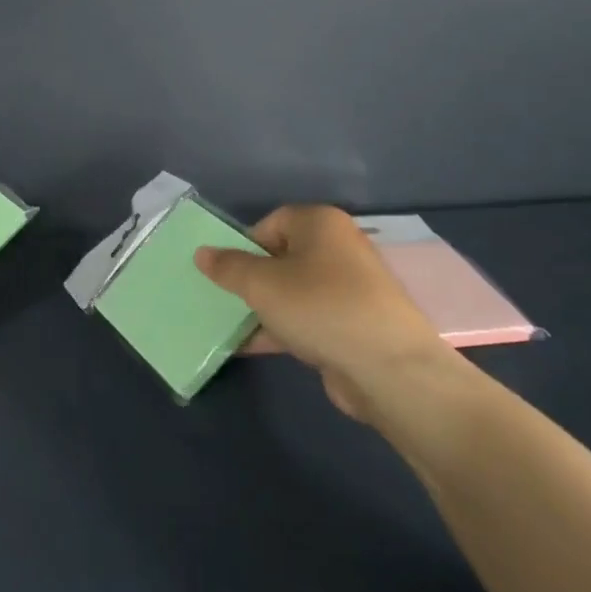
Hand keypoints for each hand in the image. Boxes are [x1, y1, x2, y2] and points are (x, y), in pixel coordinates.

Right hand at [194, 205, 465, 426]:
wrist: (387, 369)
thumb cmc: (319, 307)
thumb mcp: (261, 284)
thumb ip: (228, 267)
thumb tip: (202, 253)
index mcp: (321, 224)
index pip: (272, 222)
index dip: (245, 245)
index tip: (227, 273)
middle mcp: (339, 249)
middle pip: (282, 257)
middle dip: (251, 279)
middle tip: (225, 299)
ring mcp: (349, 289)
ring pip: (293, 291)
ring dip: (263, 308)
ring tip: (231, 326)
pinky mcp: (352, 325)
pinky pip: (307, 319)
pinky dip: (282, 329)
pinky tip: (252, 347)